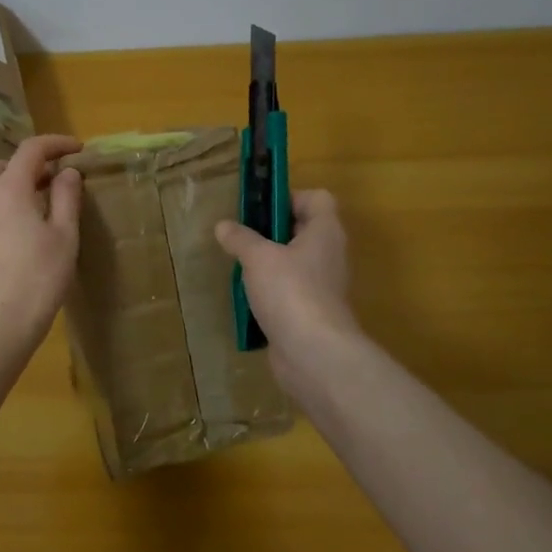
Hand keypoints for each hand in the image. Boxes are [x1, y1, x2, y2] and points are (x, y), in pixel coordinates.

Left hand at [0, 134, 83, 360]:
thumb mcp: (65, 237)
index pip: (31, 149)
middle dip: (23, 166)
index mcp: (9, 190)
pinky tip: (7, 240)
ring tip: (29, 210)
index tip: (77, 149)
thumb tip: (67, 171)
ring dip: (5, 189)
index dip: (56, 143)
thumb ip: (66, 198)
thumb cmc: (38, 280)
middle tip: (49, 183)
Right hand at [215, 190, 358, 387]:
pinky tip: (246, 297)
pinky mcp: (310, 312)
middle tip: (240, 235)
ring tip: (238, 265)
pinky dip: (268, 291)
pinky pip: (287, 291)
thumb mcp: (258, 257)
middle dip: (270, 231)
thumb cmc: (290, 291)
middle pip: (302, 230)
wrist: (313, 354)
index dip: (289, 197)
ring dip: (267, 263)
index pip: (317, 199)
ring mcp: (321, 286)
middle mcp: (328, 255)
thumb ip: (240, 238)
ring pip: (292, 263)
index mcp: (325, 232)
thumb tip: (223, 226)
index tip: (260, 208)